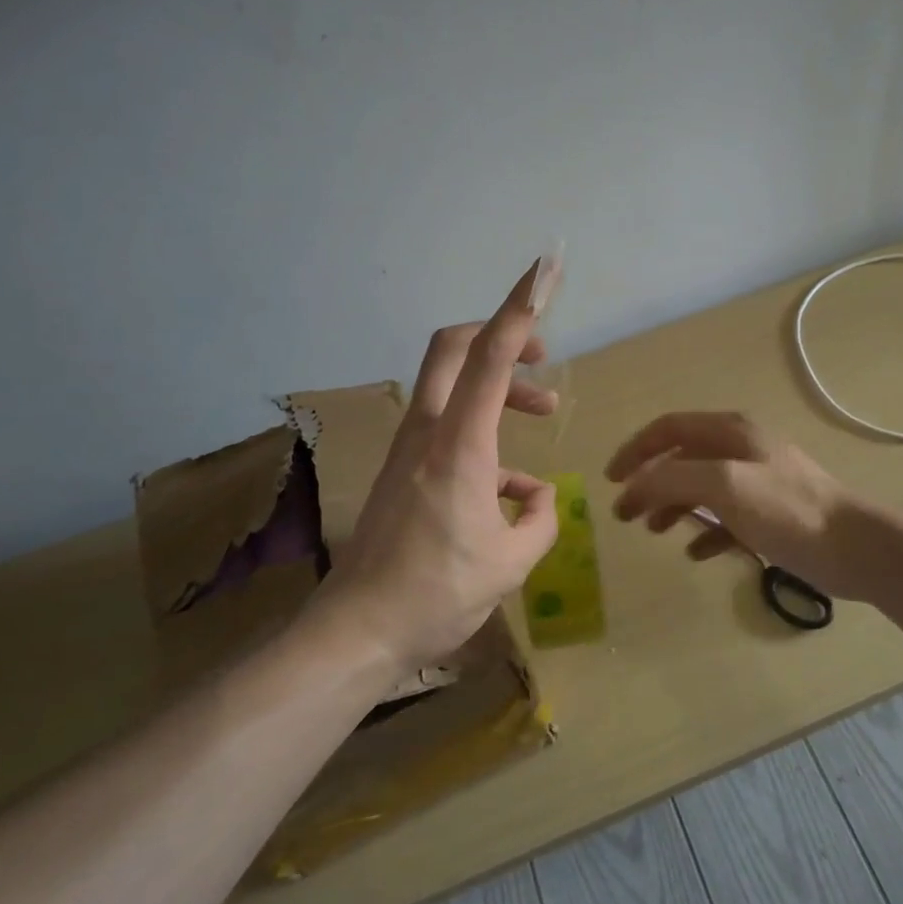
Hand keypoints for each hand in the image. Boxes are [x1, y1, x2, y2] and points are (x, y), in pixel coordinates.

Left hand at [318, 265, 560, 672]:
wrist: (357, 633)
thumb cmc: (437, 595)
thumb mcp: (512, 563)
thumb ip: (540, 520)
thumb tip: (537, 497)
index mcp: (460, 446)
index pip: (492, 356)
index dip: (521, 307)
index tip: (545, 270)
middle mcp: (428, 433)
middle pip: (453, 347)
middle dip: (500, 333)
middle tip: (542, 352)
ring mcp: (409, 449)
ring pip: (454, 385)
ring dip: (500, 386)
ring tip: (544, 411)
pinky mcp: (403, 469)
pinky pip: (449, 427)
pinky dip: (486, 433)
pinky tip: (512, 486)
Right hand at [605, 413, 847, 589]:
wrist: (854, 548)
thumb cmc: (788, 510)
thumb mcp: (726, 485)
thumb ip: (675, 478)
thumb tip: (635, 483)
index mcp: (730, 431)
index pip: (668, 428)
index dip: (635, 449)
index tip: (611, 480)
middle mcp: (740, 449)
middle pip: (680, 458)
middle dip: (649, 483)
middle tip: (625, 514)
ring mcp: (755, 481)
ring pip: (699, 487)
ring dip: (671, 506)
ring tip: (653, 531)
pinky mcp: (767, 513)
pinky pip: (724, 518)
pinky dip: (705, 531)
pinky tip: (696, 552)